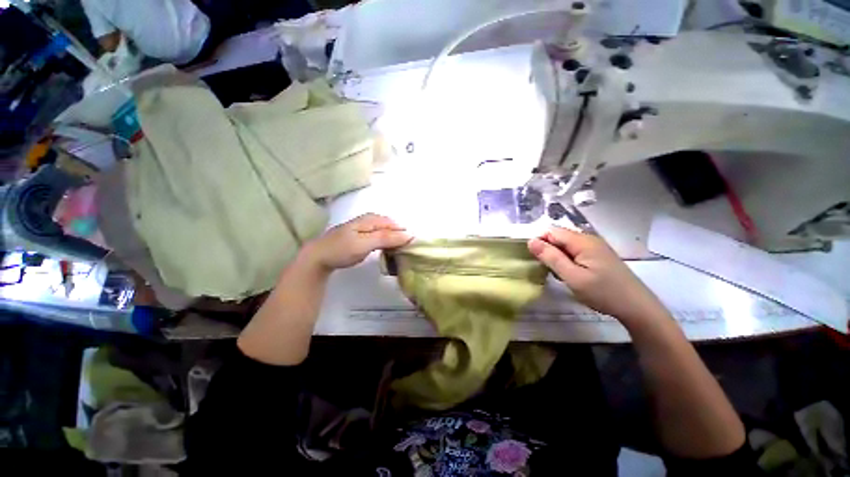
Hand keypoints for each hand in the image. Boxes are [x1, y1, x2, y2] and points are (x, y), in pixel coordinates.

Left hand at [303, 213, 412, 271]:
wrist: (318, 257)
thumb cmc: (342, 249)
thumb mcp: (365, 243)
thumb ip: (386, 238)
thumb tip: (408, 234)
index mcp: (371, 219)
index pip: (394, 224)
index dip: (404, 233)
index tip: (412, 245)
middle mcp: (369, 221)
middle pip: (390, 226)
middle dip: (400, 235)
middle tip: (407, 249)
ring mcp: (364, 229)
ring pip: (385, 231)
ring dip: (393, 239)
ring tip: (400, 250)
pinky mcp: (361, 237)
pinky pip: (379, 236)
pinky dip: (386, 242)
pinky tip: (388, 249)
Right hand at [528, 227, 666, 322]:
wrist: (637, 307)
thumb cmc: (603, 293)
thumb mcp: (572, 277)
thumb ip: (551, 257)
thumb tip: (531, 241)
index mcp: (582, 241)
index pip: (551, 231)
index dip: (539, 242)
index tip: (535, 260)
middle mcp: (588, 239)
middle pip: (558, 237)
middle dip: (548, 250)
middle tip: (547, 269)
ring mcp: (595, 247)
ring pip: (565, 245)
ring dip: (557, 257)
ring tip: (558, 274)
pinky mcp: (598, 256)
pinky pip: (575, 252)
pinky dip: (567, 261)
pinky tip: (570, 275)